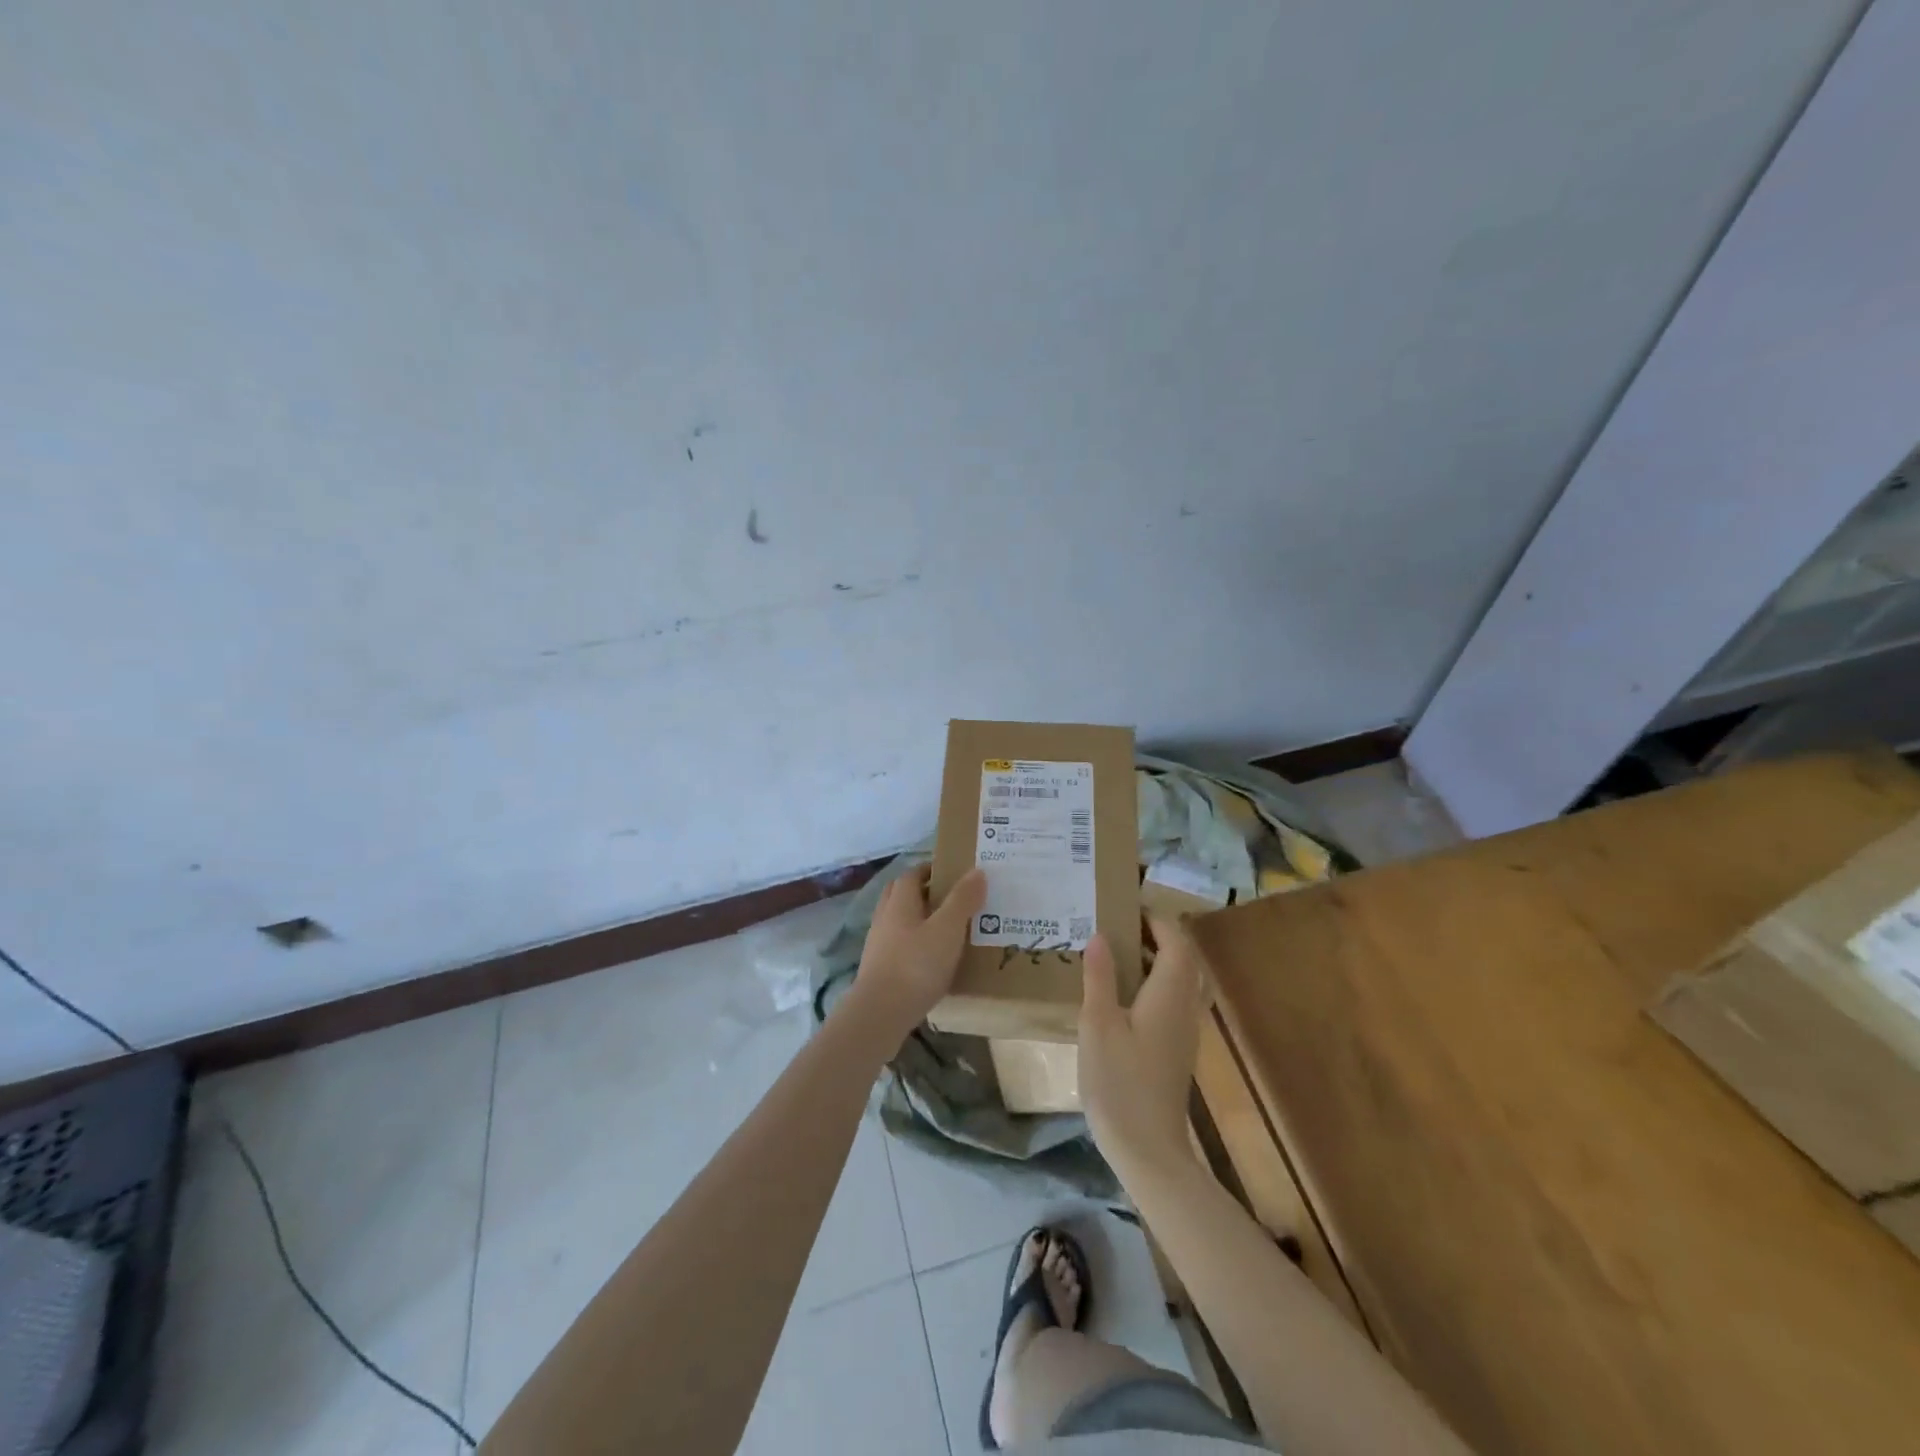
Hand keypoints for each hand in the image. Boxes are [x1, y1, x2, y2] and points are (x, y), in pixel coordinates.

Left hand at [848, 866, 986, 1042]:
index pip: (912, 874)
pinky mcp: (880, 969)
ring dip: (919, 919)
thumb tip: (977, 870)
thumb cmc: (916, 965)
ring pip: (900, 921)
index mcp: (900, 902)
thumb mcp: (947, 929)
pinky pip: (899, 946)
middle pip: (901, 895)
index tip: (953, 873)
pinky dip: (915, 944)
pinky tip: (933, 959)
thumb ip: (962, 900)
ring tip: (947, 929)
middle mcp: (885, 917)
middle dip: (923, 892)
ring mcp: (879, 945)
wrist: (880, 1013)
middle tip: (951, 898)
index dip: (930, 869)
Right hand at [1079, 914, 1211, 1179]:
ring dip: (1156, 959)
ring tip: (1117, 952)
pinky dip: (1154, 983)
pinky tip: (1122, 994)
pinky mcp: (1176, 1048)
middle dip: (1156, 935)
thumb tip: (1100, 935)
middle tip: (1117, 926)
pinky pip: (1173, 1000)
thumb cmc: (1120, 1083)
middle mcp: (1185, 1007)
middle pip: (1183, 958)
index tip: (1125, 906)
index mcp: (1170, 994)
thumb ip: (1100, 977)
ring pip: (1180, 980)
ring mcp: (1184, 1030)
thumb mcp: (1098, 1025)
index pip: (1176, 941)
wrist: (1148, 1150)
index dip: (1156, 919)